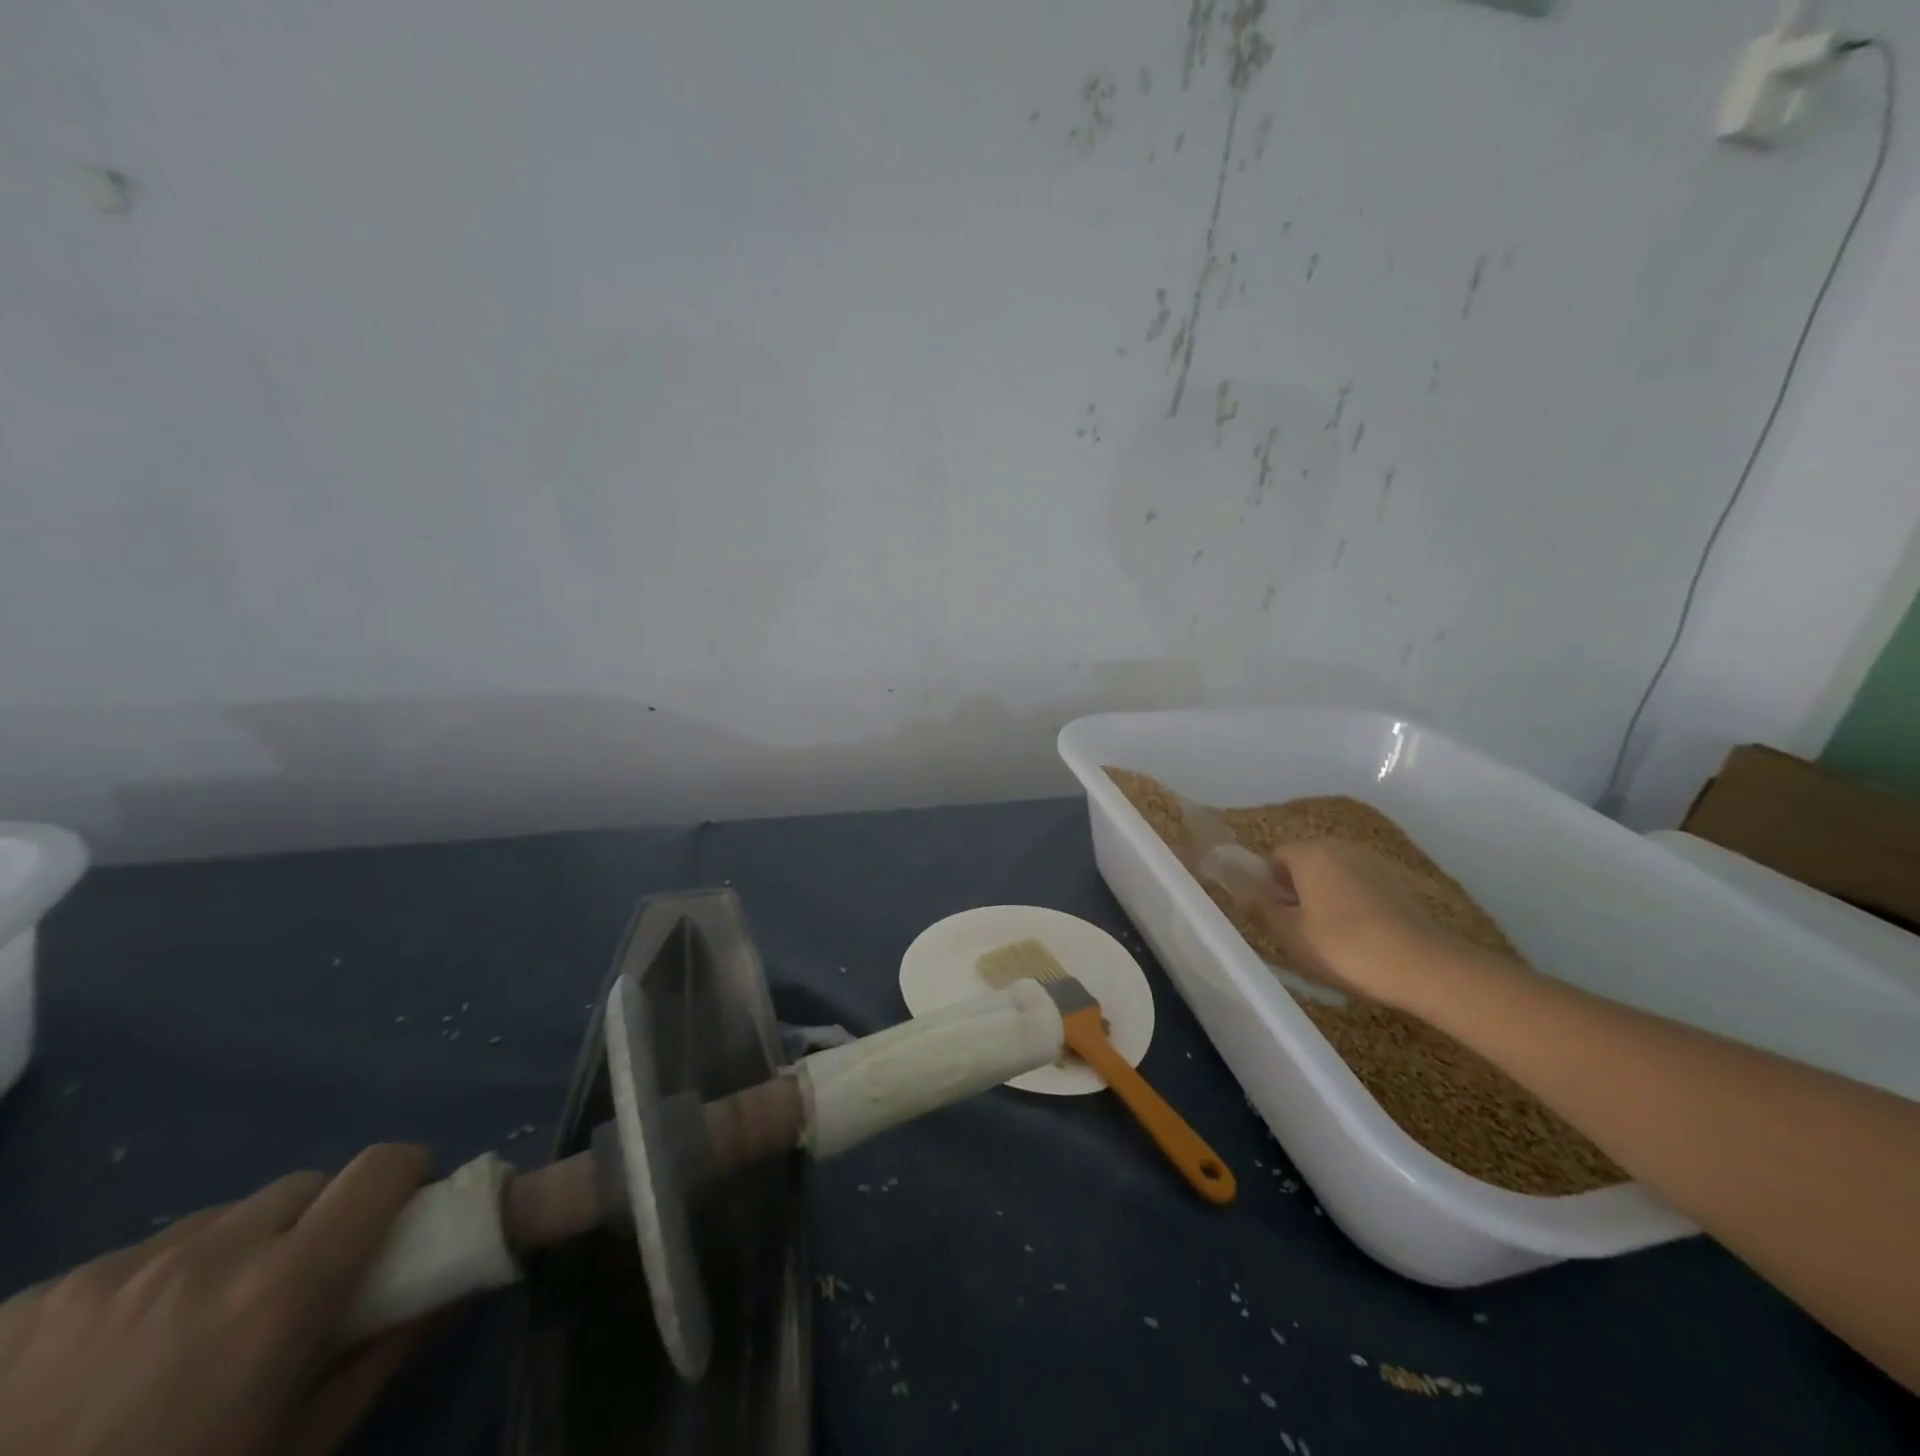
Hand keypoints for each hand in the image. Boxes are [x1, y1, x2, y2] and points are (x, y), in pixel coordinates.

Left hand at [0, 1144, 432, 1455]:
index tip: (403, 1214)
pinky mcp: (28, 1300)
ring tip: (184, 1342)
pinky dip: (145, 1292)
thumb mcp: (296, 1451)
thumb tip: (454, 1283)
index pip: (383, 1166)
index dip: (406, 1178)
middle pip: (303, 1187)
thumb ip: (385, 1352)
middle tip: (294, 1293)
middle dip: (317, 1223)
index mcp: (284, 1286)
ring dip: (231, 1255)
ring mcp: (110, 1272)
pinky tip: (97, 1371)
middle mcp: (209, 1253)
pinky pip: (127, 1263)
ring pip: (217, 1221)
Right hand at [1257, 840, 1495, 1004]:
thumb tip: (1243, 894)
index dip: (1268, 887)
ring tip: (1329, 940)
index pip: (1275, 858)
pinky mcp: (1399, 884)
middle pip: (1306, 865)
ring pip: (1335, 877)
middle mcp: (1342, 847)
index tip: (1274, 918)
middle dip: (1297, 892)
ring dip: (1326, 899)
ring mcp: (1374, 864)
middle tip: (1297, 931)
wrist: (1424, 967)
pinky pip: (1361, 889)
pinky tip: (1360, 940)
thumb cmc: (1344, 946)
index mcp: (1311, 852)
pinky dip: (1354, 907)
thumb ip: (1261, 910)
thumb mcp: (1290, 934)